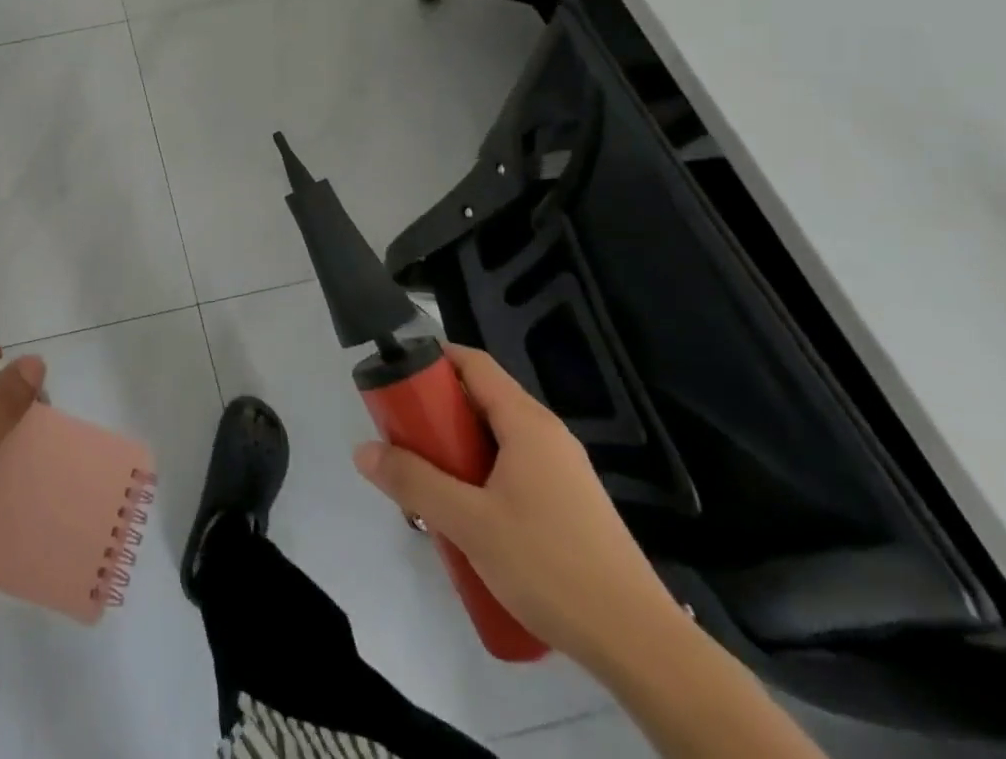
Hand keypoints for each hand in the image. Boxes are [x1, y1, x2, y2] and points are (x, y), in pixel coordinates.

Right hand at [352, 345, 684, 674]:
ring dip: (458, 451)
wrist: (642, 646)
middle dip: (438, 414)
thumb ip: (414, 482)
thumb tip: (363, 450)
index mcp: (527, 422)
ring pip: (497, 440)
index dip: (433, 360)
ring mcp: (564, 472)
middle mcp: (548, 435)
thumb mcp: (470, 523)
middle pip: (482, 400)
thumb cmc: (552, 566)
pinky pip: (514, 469)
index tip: (396, 378)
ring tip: (429, 483)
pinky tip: (469, 520)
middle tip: (404, 440)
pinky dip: (482, 476)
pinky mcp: (571, 506)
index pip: (474, 363)